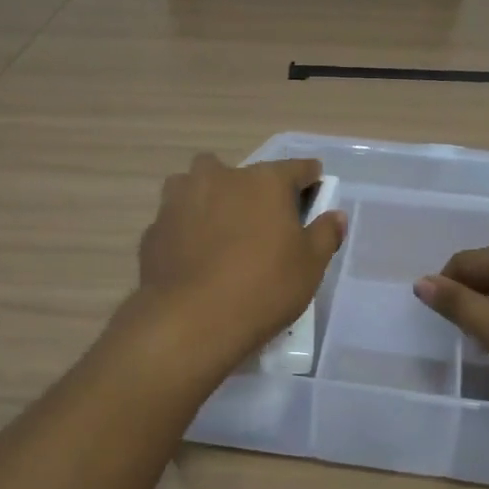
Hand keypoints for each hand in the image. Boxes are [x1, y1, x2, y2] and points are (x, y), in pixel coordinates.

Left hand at [135, 154, 346, 372]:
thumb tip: (335, 215)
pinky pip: (176, 220)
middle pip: (241, 172)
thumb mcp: (310, 266)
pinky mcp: (154, 229)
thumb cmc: (263, 288)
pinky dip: (186, 230)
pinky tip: (193, 257)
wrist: (190, 320)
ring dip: (209, 198)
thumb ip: (325, 234)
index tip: (315, 188)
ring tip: (219, 230)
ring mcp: (180, 200)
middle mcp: (219, 178)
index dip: (309, 178)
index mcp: (264, 182)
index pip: (296, 168)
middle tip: (260, 219)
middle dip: (251, 188)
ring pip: (196, 185)